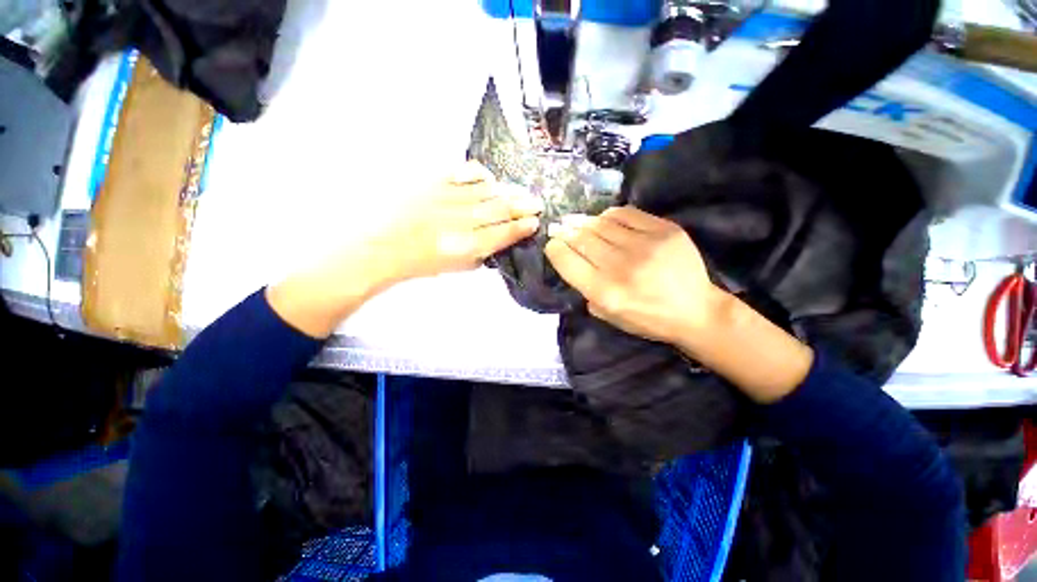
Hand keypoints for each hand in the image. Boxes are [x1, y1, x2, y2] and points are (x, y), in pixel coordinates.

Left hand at [374, 160, 542, 283]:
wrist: (384, 245)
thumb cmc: (422, 262)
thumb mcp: (457, 267)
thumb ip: (482, 253)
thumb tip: (500, 240)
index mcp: (467, 245)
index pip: (502, 234)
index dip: (521, 227)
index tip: (534, 223)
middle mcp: (462, 220)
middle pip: (499, 209)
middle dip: (522, 206)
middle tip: (537, 203)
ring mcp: (448, 198)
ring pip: (486, 191)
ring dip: (507, 191)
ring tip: (521, 191)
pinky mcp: (434, 182)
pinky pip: (463, 173)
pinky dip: (480, 175)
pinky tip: (490, 178)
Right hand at [545, 205, 813, 402]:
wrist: (695, 310)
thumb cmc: (647, 319)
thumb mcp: (609, 316)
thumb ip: (586, 291)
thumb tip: (573, 260)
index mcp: (605, 293)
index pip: (567, 261)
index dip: (554, 249)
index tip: (552, 244)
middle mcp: (621, 267)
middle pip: (581, 239)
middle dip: (566, 232)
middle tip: (561, 228)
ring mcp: (645, 246)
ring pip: (601, 223)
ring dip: (585, 222)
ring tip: (579, 222)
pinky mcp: (664, 230)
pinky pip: (626, 213)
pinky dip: (609, 215)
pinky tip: (605, 220)